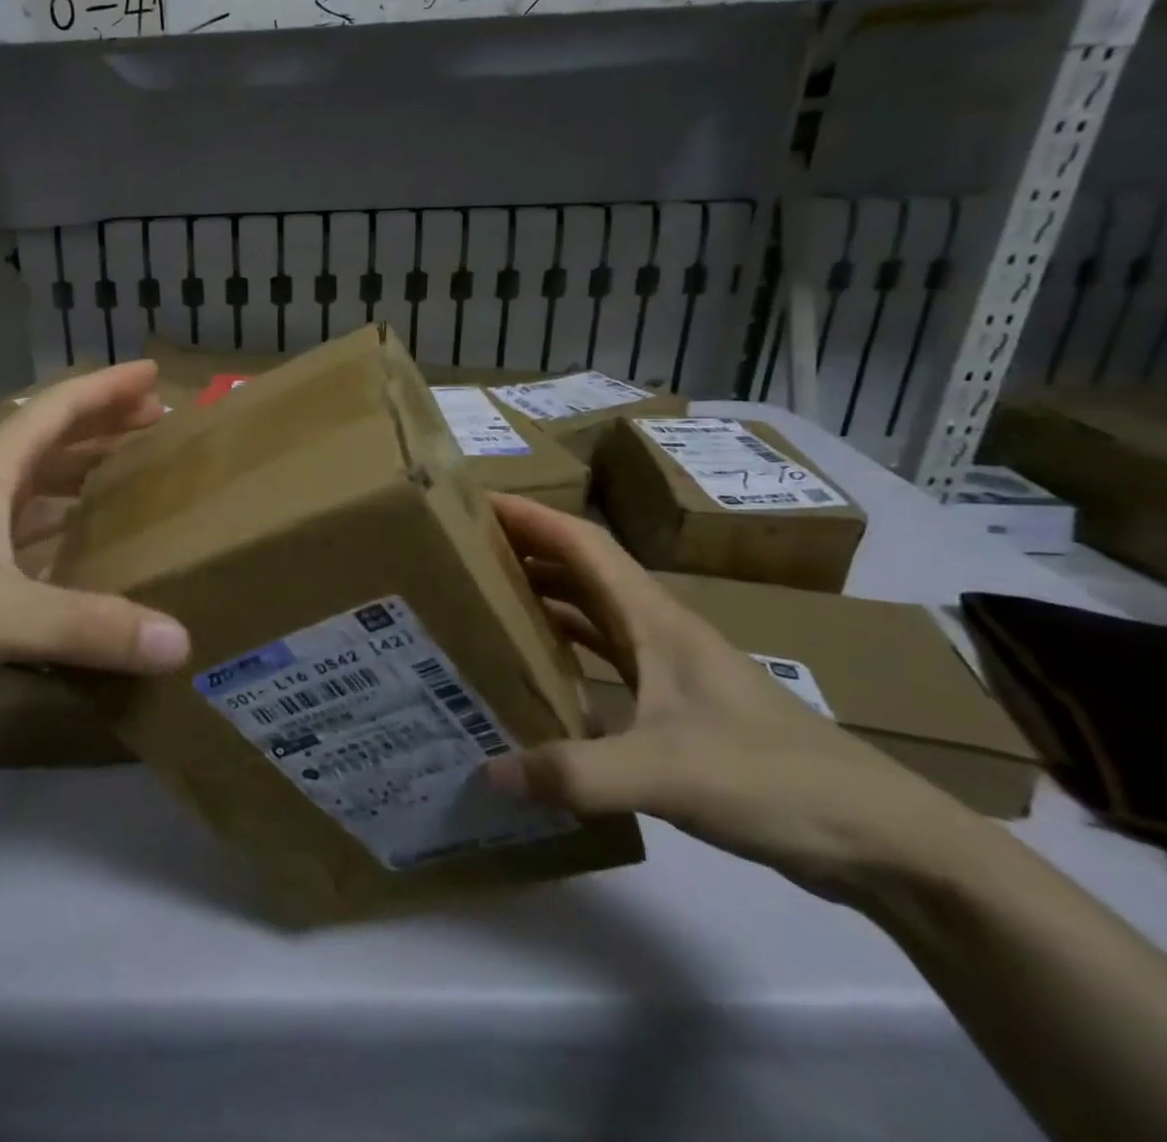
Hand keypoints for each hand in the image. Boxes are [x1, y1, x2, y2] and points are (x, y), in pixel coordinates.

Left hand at [0, 362, 190, 730]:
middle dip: (104, 431)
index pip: (57, 409)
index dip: (107, 388)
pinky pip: (20, 543)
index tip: (155, 374)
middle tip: (159, 431)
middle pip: (50, 444)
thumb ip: (87, 627)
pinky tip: (80, 561)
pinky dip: (57, 541)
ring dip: (81, 484)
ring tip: (132, 486)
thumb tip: (181, 641)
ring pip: (34, 495)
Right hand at [485, 497, 979, 901]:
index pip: (583, 544)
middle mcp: (658, 630)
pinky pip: (604, 659)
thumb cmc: (774, 779)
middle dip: (524, 552)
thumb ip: (573, 773)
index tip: (475, 503)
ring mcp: (669, 669)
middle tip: (460, 554)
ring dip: (542, 599)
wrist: (881, 839)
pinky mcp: (676, 707)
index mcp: (655, 619)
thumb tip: (486, 772)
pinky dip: (565, 651)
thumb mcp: (665, 774)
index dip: (530, 516)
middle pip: (580, 571)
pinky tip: (536, 673)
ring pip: (591, 613)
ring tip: (484, 602)